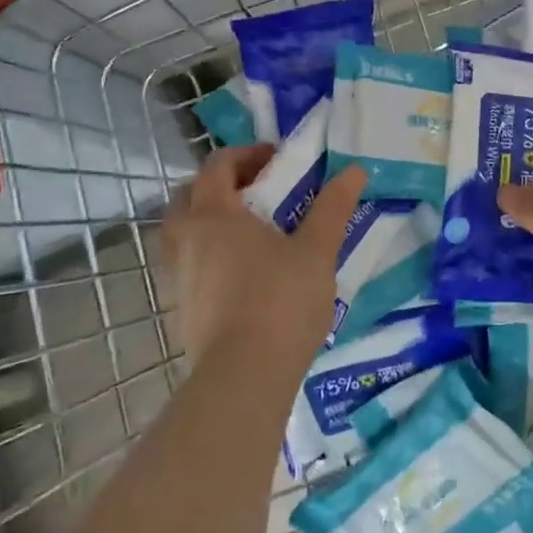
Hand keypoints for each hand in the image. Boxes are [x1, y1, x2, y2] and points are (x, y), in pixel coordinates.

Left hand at [162, 147, 366, 367]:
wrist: (243, 377)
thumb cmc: (281, 301)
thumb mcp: (317, 250)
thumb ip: (333, 207)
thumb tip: (354, 170)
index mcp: (215, 214)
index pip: (218, 165)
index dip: (246, 155)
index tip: (277, 160)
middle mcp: (187, 239)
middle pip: (189, 194)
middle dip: (220, 184)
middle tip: (256, 191)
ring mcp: (178, 276)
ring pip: (182, 232)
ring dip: (208, 219)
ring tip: (248, 232)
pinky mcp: (180, 309)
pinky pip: (187, 264)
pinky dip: (207, 254)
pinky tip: (240, 273)